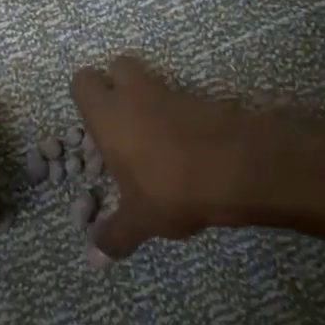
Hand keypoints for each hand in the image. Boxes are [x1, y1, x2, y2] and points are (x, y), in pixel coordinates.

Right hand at [71, 56, 255, 259]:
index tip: (94, 123)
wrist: (240, 166)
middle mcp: (137, 94)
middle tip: (123, 122)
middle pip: (119, 66)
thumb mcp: (140, 220)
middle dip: (118, 85)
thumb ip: (115, 235)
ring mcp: (174, 92)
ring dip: (152, 101)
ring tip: (157, 141)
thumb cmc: (172, 188)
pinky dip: (183, 115)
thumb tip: (94, 258)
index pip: (83, 81)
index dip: (86, 97)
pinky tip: (189, 149)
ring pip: (154, 81)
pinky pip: (185, 99)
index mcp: (109, 115)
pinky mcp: (206, 99)